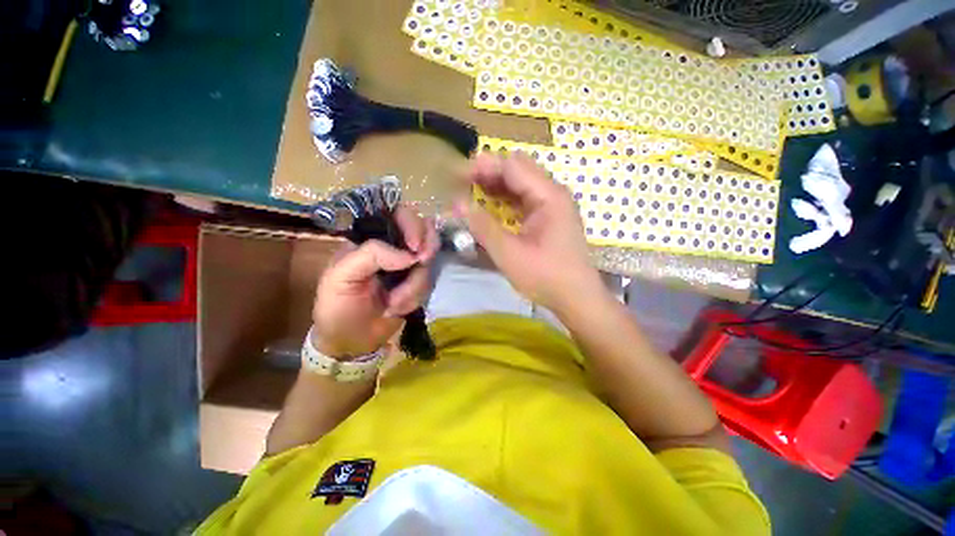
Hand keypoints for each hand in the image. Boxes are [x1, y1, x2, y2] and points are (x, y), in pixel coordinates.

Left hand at [311, 206, 438, 358]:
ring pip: (429, 260)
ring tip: (395, 303)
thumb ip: (371, 255)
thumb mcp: (341, 277)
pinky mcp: (418, 282)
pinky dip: (417, 296)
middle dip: (426, 248)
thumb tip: (410, 255)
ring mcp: (408, 265)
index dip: (411, 224)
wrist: (353, 342)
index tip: (416, 248)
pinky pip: (430, 281)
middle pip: (423, 231)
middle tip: (421, 264)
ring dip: (415, 285)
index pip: (396, 214)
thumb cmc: (338, 307)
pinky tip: (399, 308)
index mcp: (369, 238)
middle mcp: (393, 247)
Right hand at [454, 152, 602, 312]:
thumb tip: (456, 203)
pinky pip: (524, 199)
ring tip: (470, 194)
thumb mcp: (509, 254)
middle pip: (517, 170)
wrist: (576, 298)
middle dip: (488, 173)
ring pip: (520, 184)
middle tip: (462, 185)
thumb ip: (483, 226)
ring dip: (495, 186)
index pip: (512, 166)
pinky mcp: (549, 217)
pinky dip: (505, 200)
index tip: (457, 176)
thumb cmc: (545, 277)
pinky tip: (489, 207)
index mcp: (548, 196)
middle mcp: (553, 193)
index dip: (483, 166)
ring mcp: (553, 205)